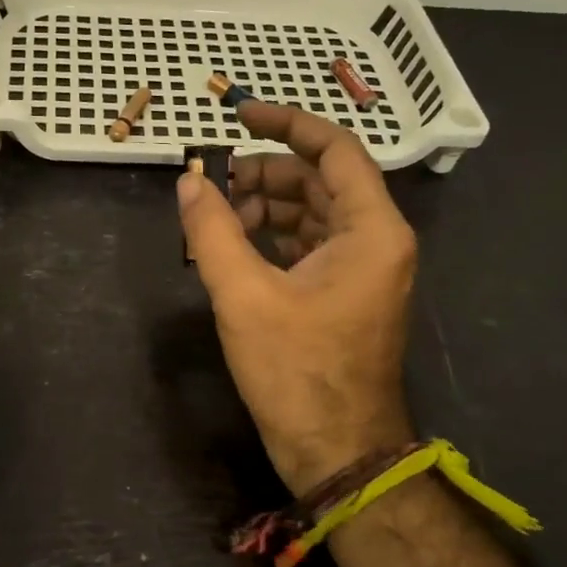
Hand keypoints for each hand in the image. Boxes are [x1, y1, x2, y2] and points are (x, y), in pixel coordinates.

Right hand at [178, 102, 417, 492]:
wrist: (336, 451)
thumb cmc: (297, 372)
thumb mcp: (244, 295)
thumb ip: (212, 230)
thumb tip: (190, 180)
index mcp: (371, 230)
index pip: (335, 150)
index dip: (287, 124)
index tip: (240, 114)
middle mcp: (376, 240)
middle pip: (320, 180)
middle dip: (264, 173)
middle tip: (213, 186)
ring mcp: (363, 268)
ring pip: (312, 212)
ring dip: (264, 206)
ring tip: (215, 221)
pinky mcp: (345, 292)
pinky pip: (308, 243)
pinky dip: (272, 236)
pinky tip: (233, 247)